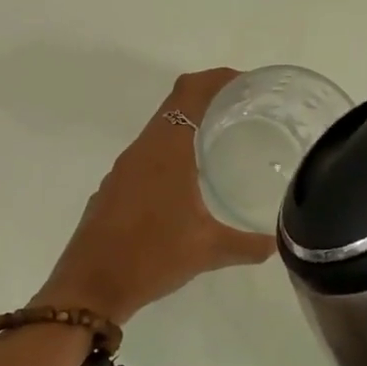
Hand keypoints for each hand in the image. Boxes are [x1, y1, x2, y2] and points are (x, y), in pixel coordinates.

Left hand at [36, 70, 275, 322]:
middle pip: (174, 105)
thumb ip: (246, 245)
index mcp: (165, 150)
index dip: (218, 79)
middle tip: (244, 113)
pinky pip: (146, 159)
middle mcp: (141, 151)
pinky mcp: (112, 191)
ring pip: (158, 133)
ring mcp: (122, 171)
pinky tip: (187, 185)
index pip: (190, 92)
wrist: (90, 287)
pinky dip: (170, 156)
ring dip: (187, 129)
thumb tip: (276, 245)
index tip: (246, 83)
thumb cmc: (151, 257)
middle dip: (208, 101)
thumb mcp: (207, 250)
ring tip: (221, 145)